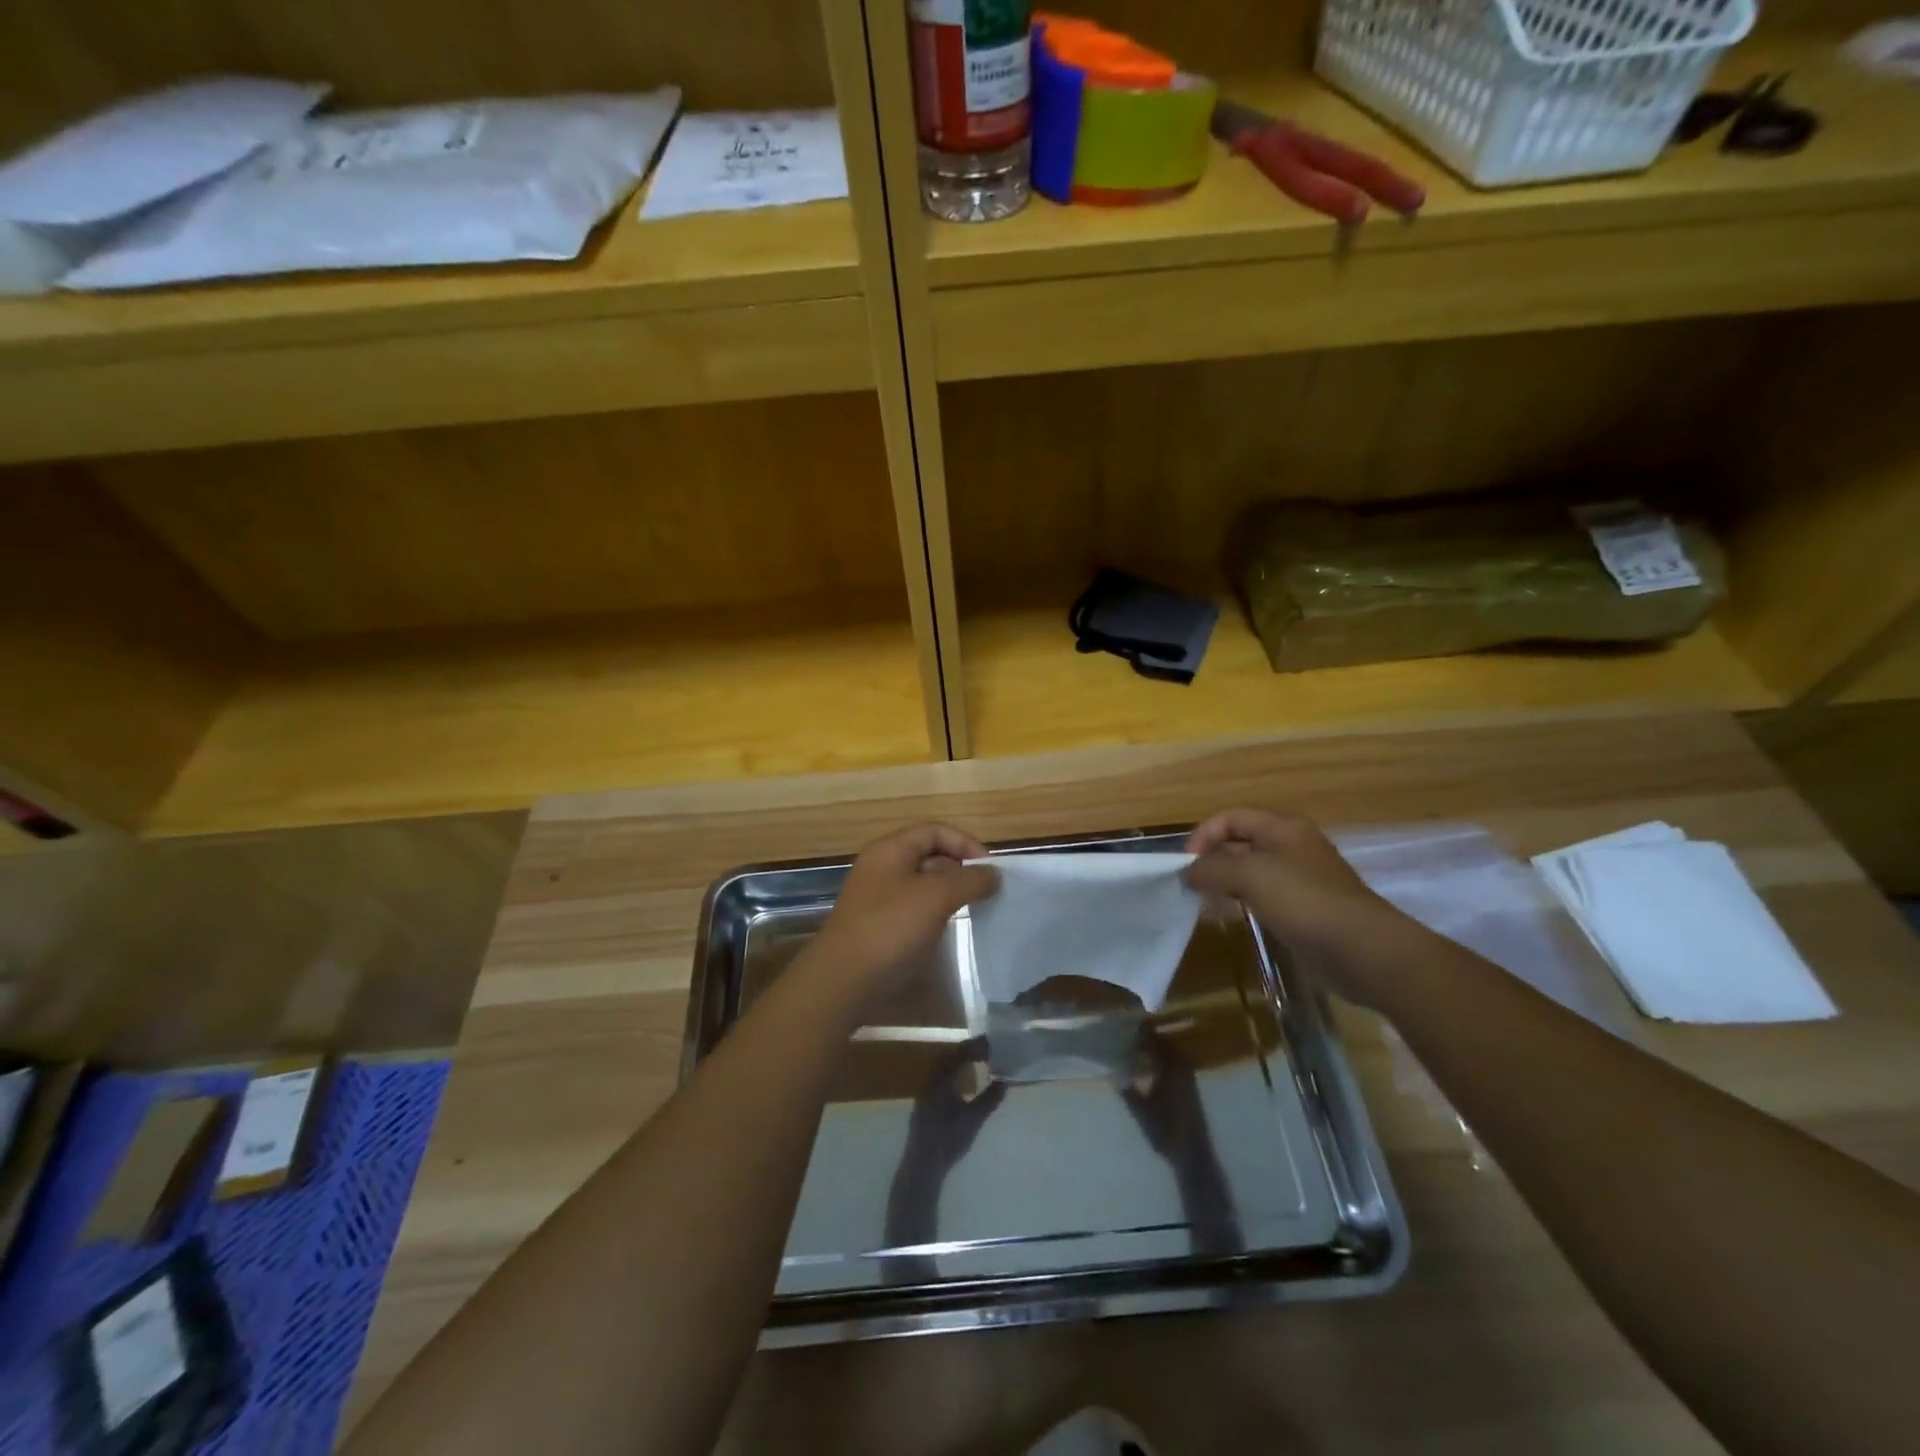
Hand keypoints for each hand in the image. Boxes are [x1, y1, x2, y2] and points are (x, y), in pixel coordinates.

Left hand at [811, 824, 998, 1004]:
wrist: (842, 981)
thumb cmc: (891, 928)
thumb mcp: (937, 896)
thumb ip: (970, 880)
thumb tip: (993, 874)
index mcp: (890, 850)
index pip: (934, 831)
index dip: (965, 843)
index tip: (990, 870)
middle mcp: (880, 868)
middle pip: (927, 856)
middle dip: (959, 869)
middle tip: (985, 892)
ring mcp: (875, 899)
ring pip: (920, 885)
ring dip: (948, 894)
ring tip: (972, 911)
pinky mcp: (876, 928)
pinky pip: (911, 910)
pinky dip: (933, 915)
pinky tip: (946, 932)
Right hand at [1183, 809, 1415, 1004]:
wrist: (1362, 948)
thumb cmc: (1303, 900)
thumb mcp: (1250, 875)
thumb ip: (1213, 868)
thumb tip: (1188, 872)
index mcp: (1282, 827)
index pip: (1231, 818)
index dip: (1204, 835)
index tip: (1186, 864)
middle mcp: (1292, 846)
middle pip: (1241, 842)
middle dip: (1213, 859)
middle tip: (1191, 885)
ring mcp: (1302, 877)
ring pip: (1252, 870)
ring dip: (1227, 881)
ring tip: (1207, 900)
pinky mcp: (1307, 907)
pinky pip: (1266, 894)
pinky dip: (1245, 900)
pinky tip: (1235, 916)